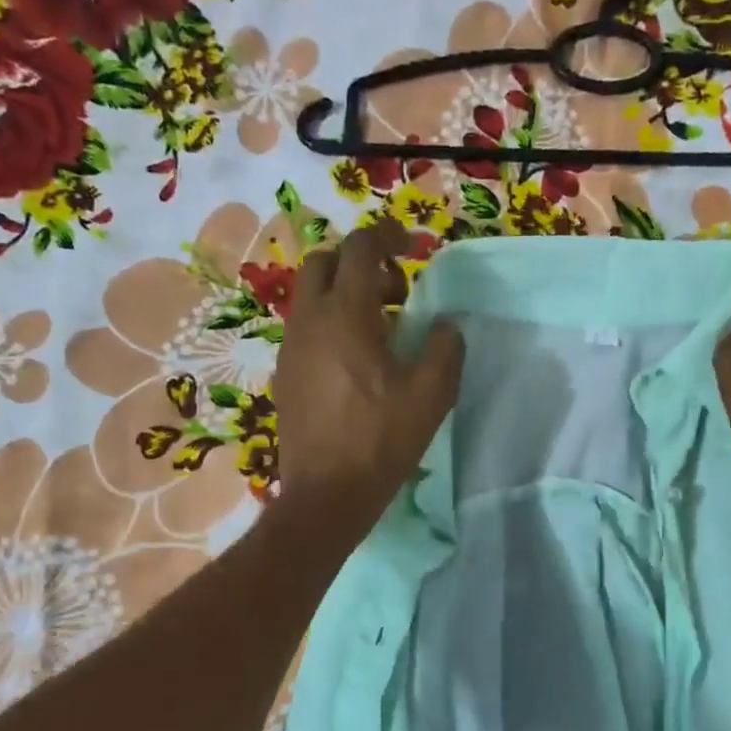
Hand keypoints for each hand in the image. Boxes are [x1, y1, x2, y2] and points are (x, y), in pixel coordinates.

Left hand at [273, 219, 464, 538]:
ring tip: (379, 331)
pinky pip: (305, 329)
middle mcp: (309, 320)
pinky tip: (354, 364)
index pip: (360, 248)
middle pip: (324, 262)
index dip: (388, 236)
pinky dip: (329, 325)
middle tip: (395, 293)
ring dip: (344, 295)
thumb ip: (445, 348)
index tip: (412, 248)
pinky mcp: (285, 375)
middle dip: (360, 263)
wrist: (327, 493)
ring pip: (311, 296)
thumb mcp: (431, 394)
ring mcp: (291, 348)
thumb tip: (445, 326)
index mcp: (346, 314)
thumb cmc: (381, 440)